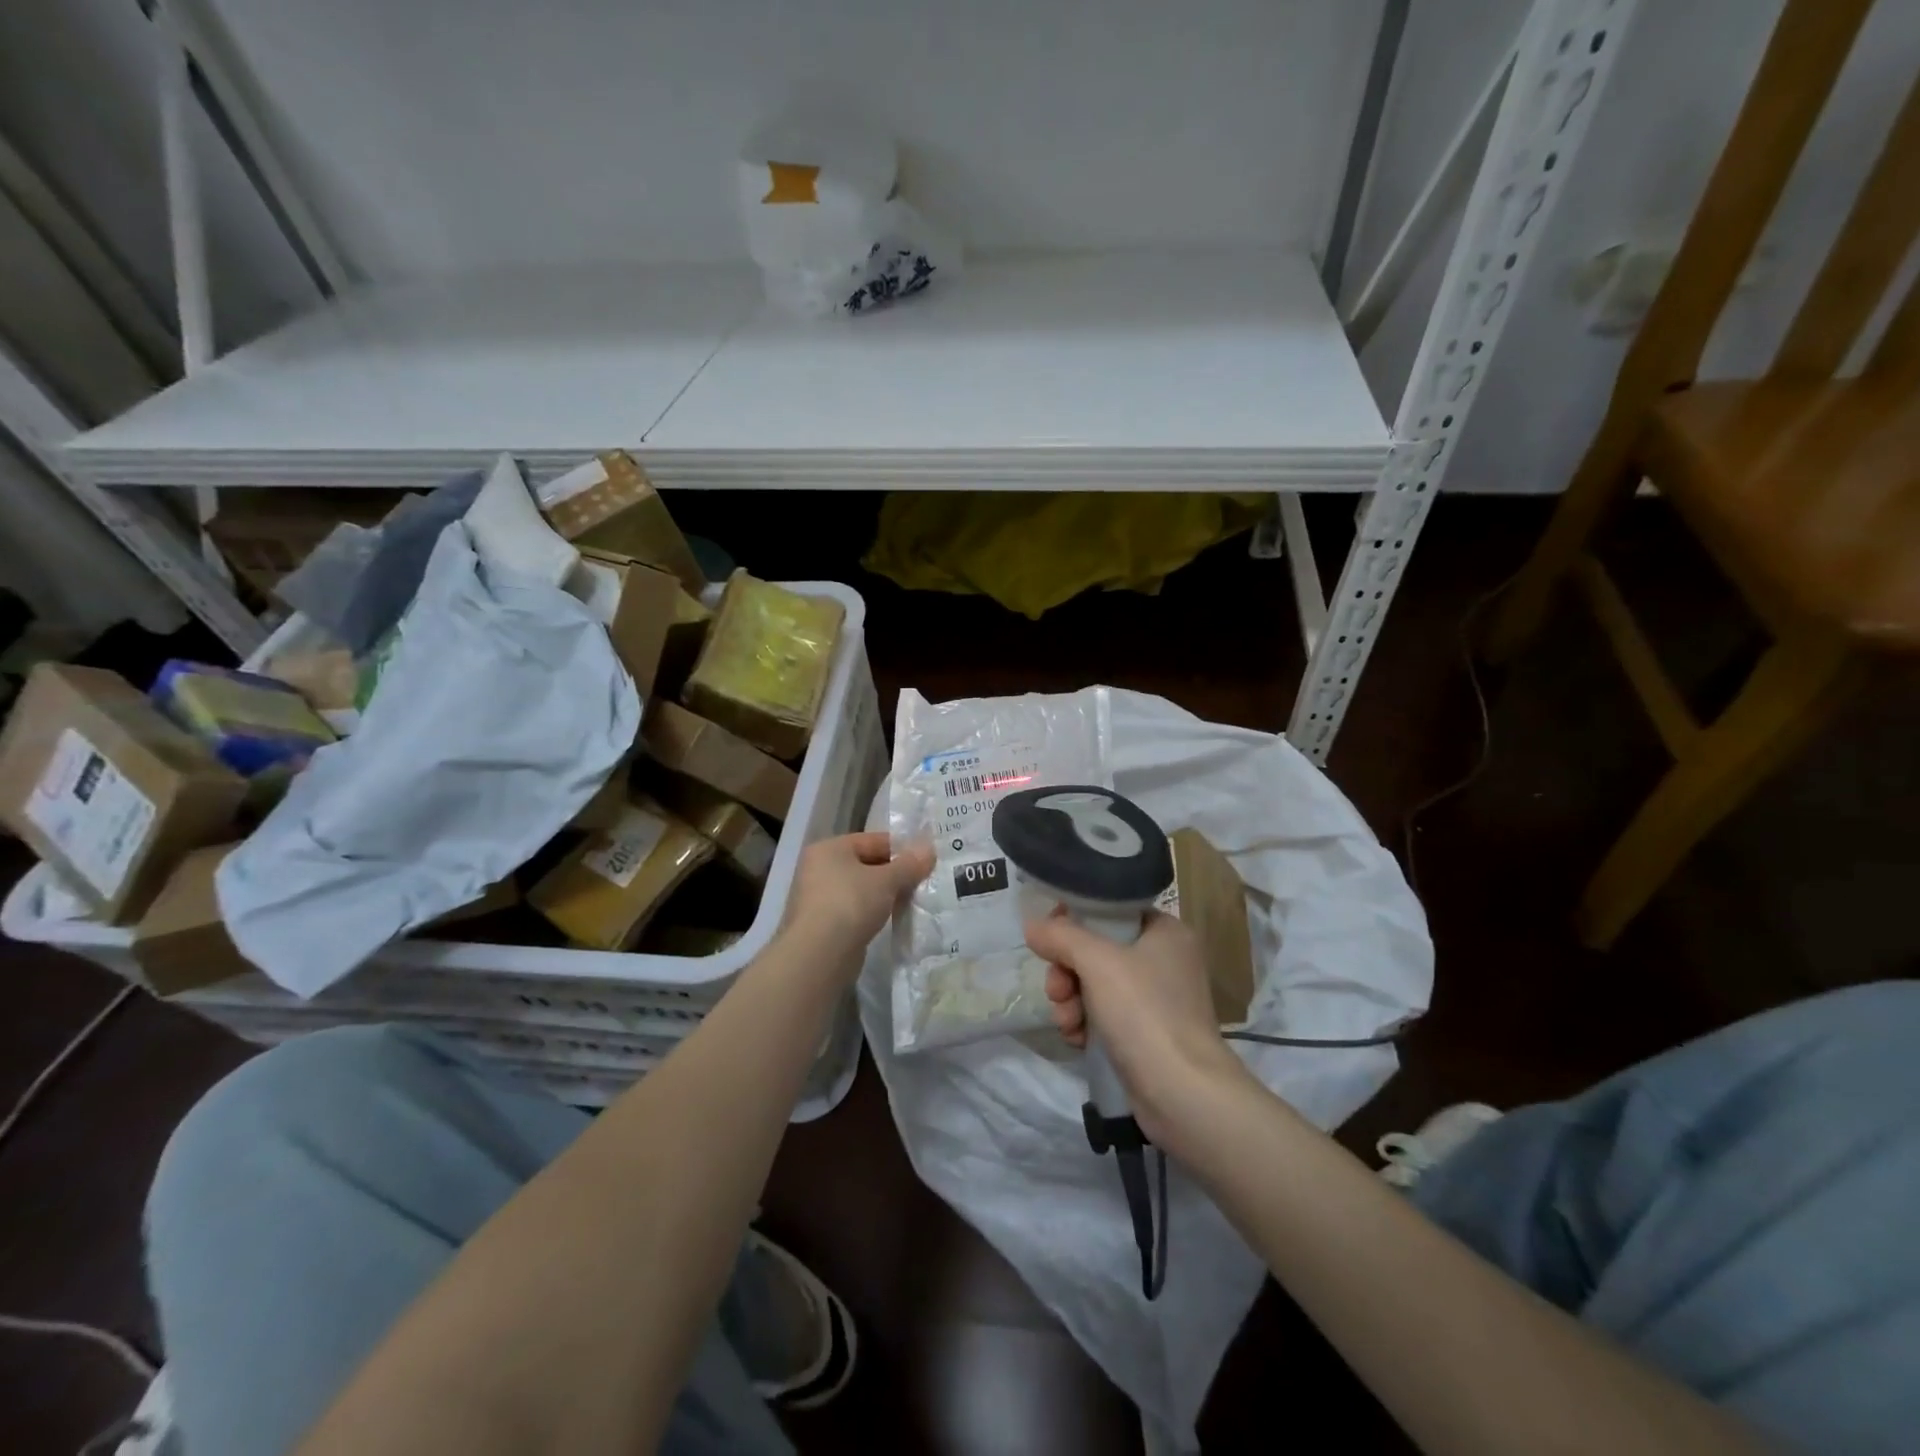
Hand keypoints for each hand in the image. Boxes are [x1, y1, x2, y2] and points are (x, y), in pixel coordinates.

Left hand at [780, 831, 933, 977]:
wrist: (818, 954)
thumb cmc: (851, 903)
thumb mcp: (887, 880)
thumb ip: (909, 864)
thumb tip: (929, 849)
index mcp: (829, 848)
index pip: (872, 840)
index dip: (901, 849)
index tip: (926, 860)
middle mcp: (818, 868)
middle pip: (866, 864)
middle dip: (894, 873)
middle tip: (923, 882)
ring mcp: (817, 897)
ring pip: (861, 889)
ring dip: (884, 894)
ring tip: (911, 901)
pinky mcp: (822, 924)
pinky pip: (854, 910)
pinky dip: (872, 912)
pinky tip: (892, 919)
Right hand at [1026, 911, 1250, 1147]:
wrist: (1183, 1094)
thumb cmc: (1145, 1013)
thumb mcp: (1097, 962)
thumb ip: (1061, 936)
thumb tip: (1033, 925)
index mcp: (1166, 931)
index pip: (1111, 910)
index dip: (1075, 920)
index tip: (1050, 938)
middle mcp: (1165, 960)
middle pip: (1097, 950)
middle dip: (1067, 971)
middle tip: (1057, 990)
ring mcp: (1157, 1000)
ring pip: (1095, 985)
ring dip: (1071, 1000)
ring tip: (1066, 1022)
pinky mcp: (1147, 1035)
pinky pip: (1104, 1016)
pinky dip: (1085, 1024)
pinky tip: (1076, 1039)